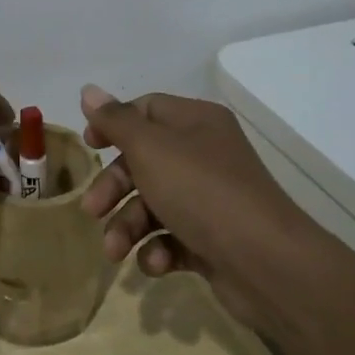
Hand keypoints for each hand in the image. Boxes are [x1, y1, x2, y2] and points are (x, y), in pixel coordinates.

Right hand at [78, 85, 315, 335]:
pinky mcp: (213, 239)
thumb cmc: (202, 191)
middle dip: (114, 188)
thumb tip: (88, 90)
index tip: (89, 146)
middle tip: (92, 211)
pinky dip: (157, 250)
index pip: (145, 109)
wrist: (267, 264)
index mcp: (195, 122)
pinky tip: (155, 264)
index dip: (113, 125)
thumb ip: (116, 120)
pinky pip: (173, 238)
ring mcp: (210, 199)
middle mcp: (204, 154)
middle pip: (143, 160)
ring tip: (115, 252)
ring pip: (153, 203)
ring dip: (128, 226)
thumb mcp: (150, 148)